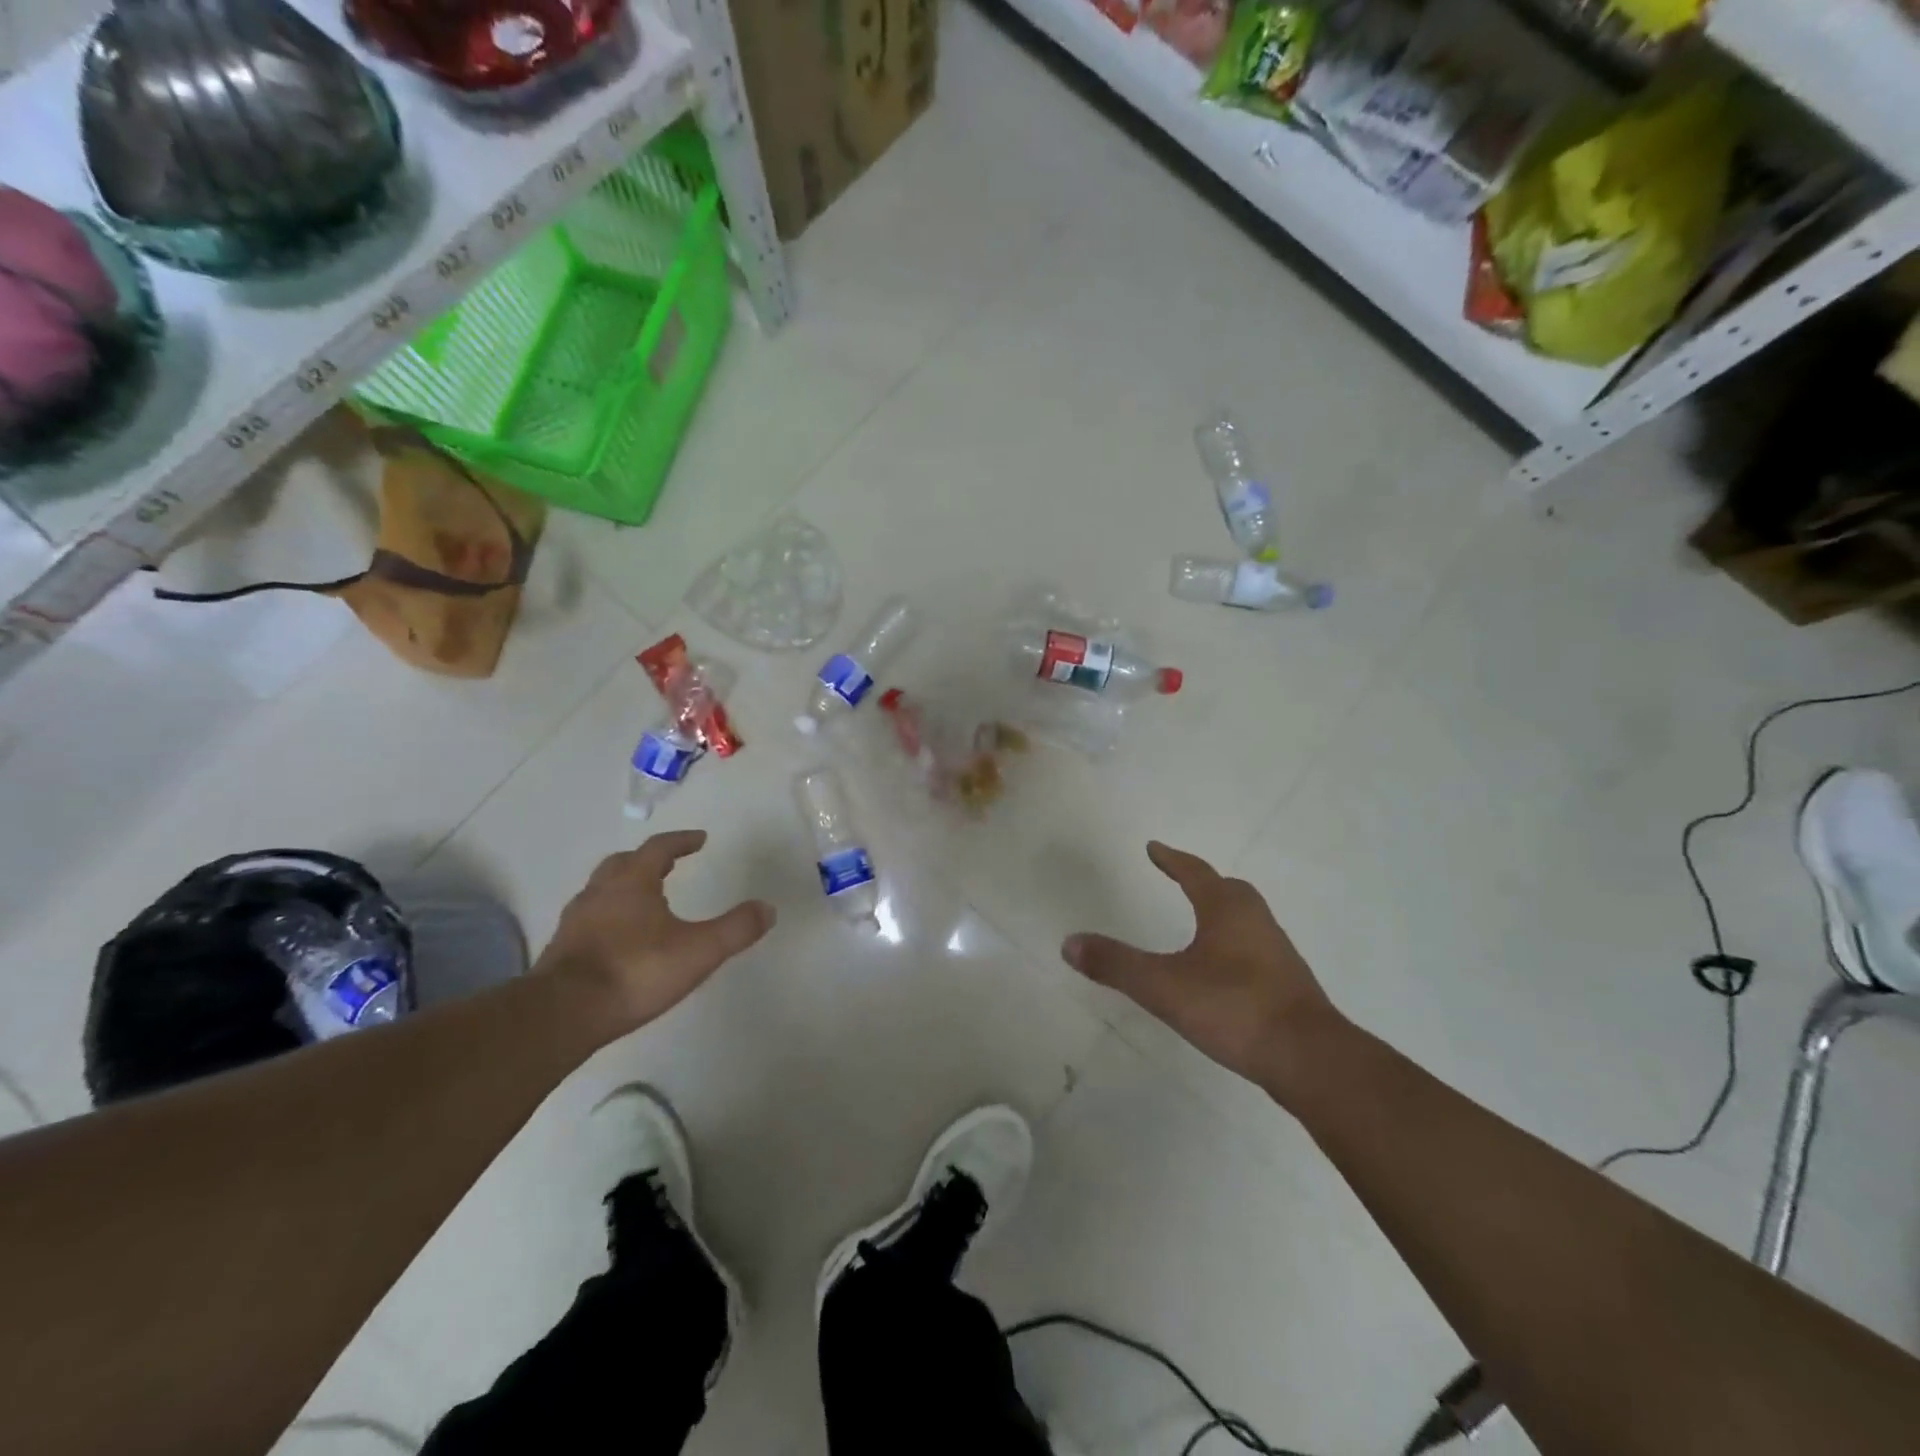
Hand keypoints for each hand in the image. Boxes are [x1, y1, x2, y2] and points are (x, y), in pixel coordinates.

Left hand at [537, 831, 774, 1036]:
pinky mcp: (562, 949)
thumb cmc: (636, 971)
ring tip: (645, 900)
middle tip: (668, 865)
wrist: (564, 1014)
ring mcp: (576, 920)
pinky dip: (609, 916)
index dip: (681, 841)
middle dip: (648, 860)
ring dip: (625, 887)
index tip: (699, 839)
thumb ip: (735, 928)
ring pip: (602, 890)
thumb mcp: (699, 951)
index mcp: (633, 882)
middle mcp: (600, 892)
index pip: (659, 848)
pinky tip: (620, 938)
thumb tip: (768, 908)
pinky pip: (590, 919)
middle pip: (623, 863)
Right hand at [1062, 842, 1339, 1092]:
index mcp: (1227, 910)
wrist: (1309, 1058)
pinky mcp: (1288, 983)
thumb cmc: (1234, 1008)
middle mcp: (1256, 921)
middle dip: (1201, 881)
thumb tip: (1068, 943)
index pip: (1195, 872)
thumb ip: (1116, 965)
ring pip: (1245, 918)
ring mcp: (1277, 952)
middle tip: (1180, 879)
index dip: (1171, 859)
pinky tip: (1223, 969)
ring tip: (1199, 921)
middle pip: (1227, 889)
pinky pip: (1254, 947)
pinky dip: (1234, 943)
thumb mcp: (1164, 987)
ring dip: (1221, 912)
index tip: (1154, 848)